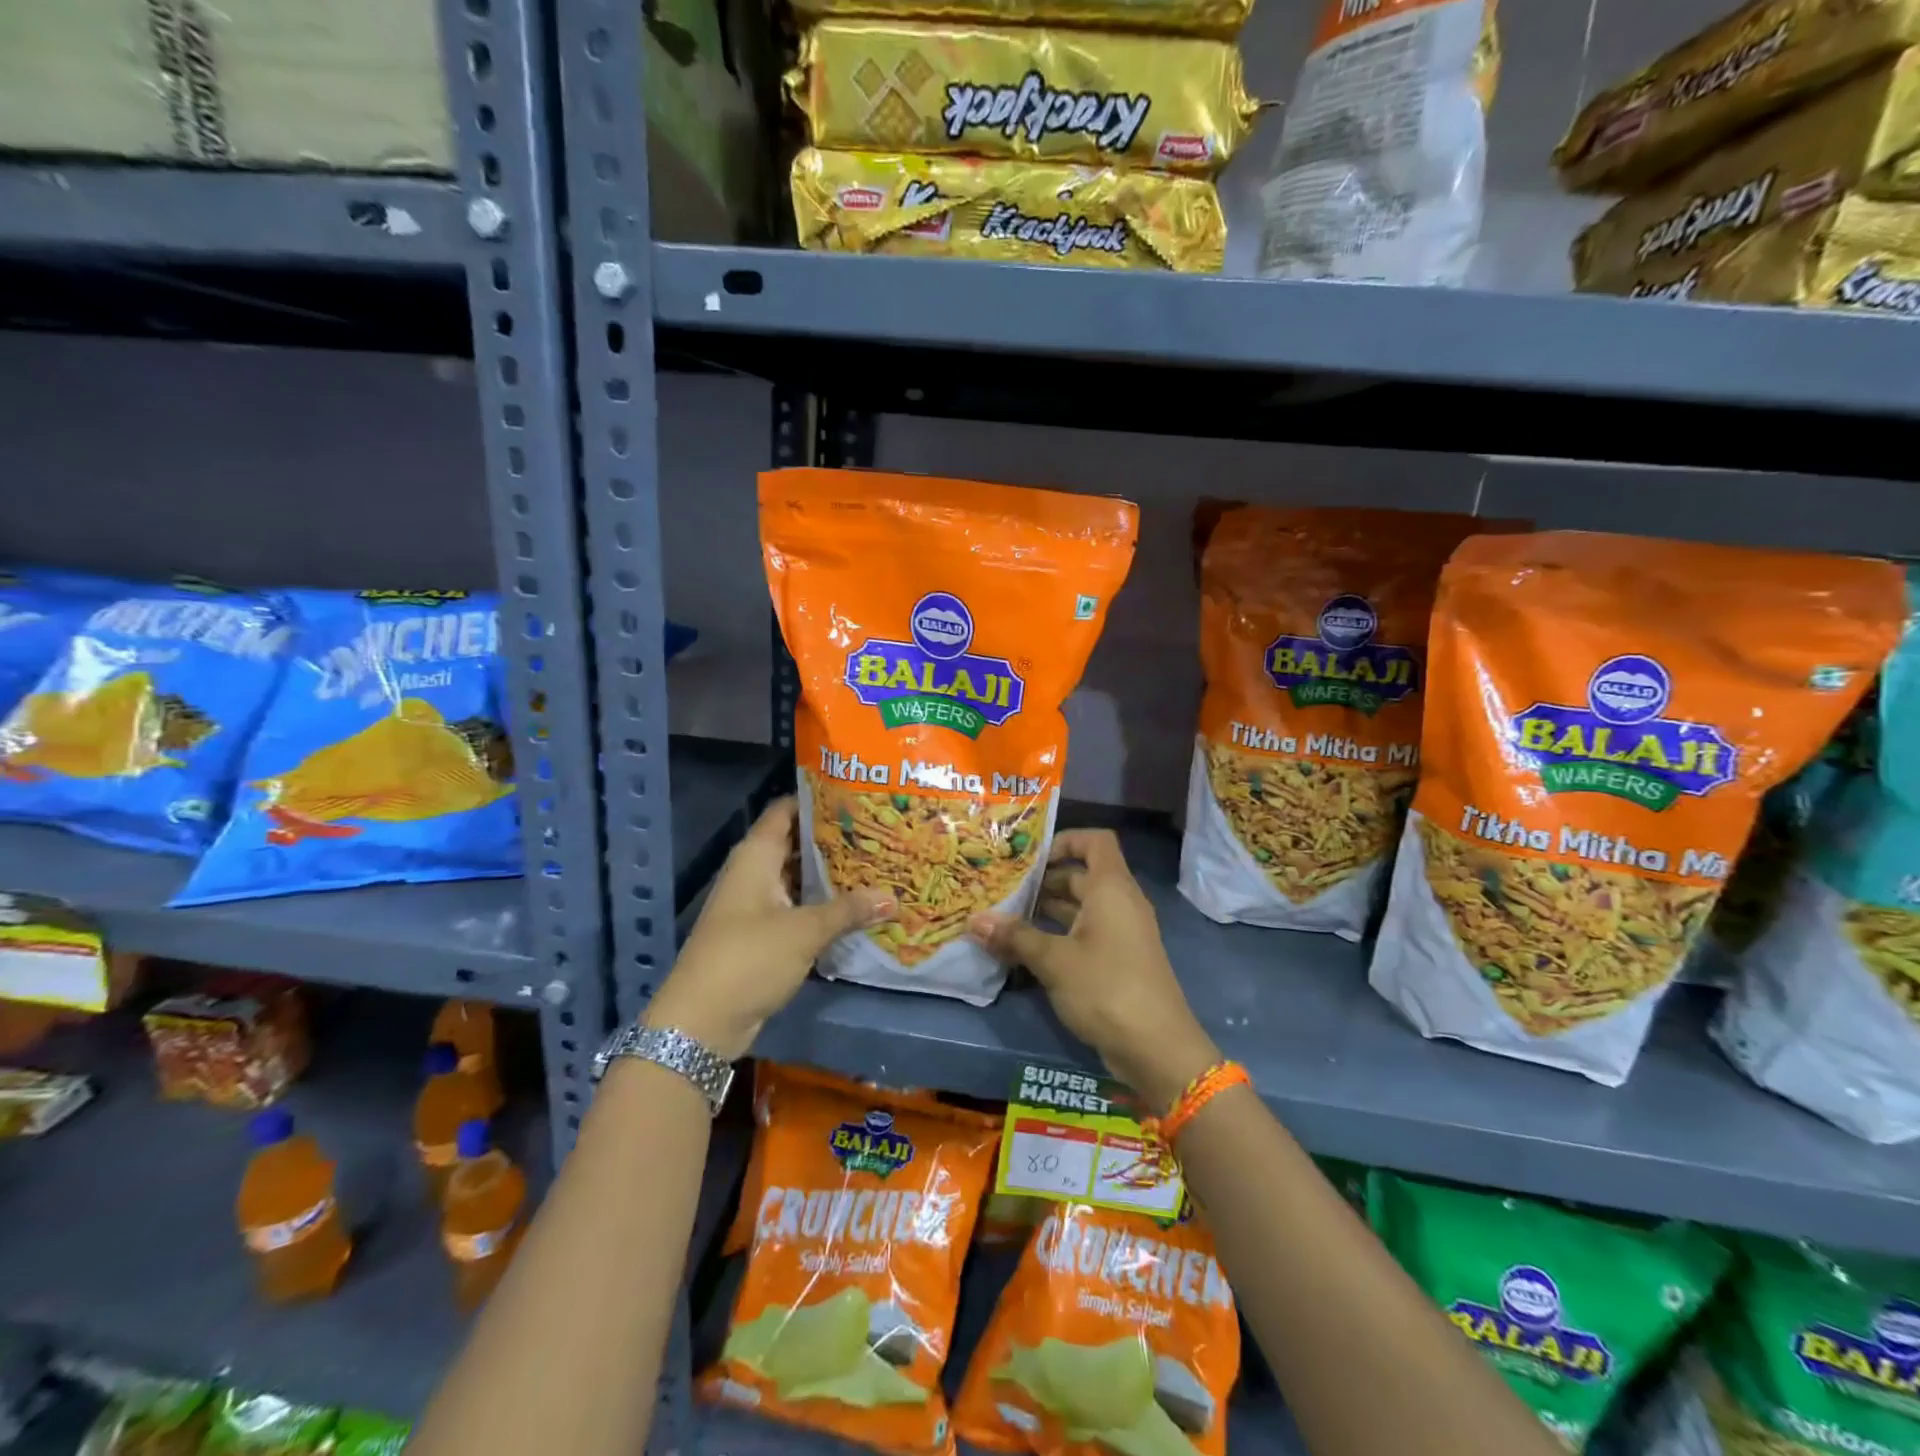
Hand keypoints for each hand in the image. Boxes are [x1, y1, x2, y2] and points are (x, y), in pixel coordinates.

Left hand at [642, 797, 893, 1060]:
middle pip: (796, 843)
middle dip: (834, 839)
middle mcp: (754, 873)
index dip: (818, 799)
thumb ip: (849, 910)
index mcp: (756, 856)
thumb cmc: (749, 958)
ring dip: (830, 875)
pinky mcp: (762, 934)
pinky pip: (797, 907)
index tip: (858, 796)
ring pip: (799, 878)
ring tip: (876, 864)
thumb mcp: (804, 931)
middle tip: (878, 832)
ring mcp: (756, 905)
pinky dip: (822, 904)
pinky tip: (856, 906)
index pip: (786, 810)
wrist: (701, 1022)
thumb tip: (893, 897)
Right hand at [967, 829, 1219, 1109]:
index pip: (1095, 841)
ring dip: (1045, 911)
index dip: (1065, 840)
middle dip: (1042, 881)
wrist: (1157, 1049)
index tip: (1030, 858)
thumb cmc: (1107, 989)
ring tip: (1004, 918)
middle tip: (1002, 889)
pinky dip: (1057, 935)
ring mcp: (1120, 933)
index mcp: (1112, 888)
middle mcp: (1119, 903)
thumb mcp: (1054, 961)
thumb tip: (974, 921)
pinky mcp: (1117, 961)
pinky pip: (1084, 933)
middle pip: (1080, 875)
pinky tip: (1024, 950)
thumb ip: (1015, 937)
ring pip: (1080, 908)